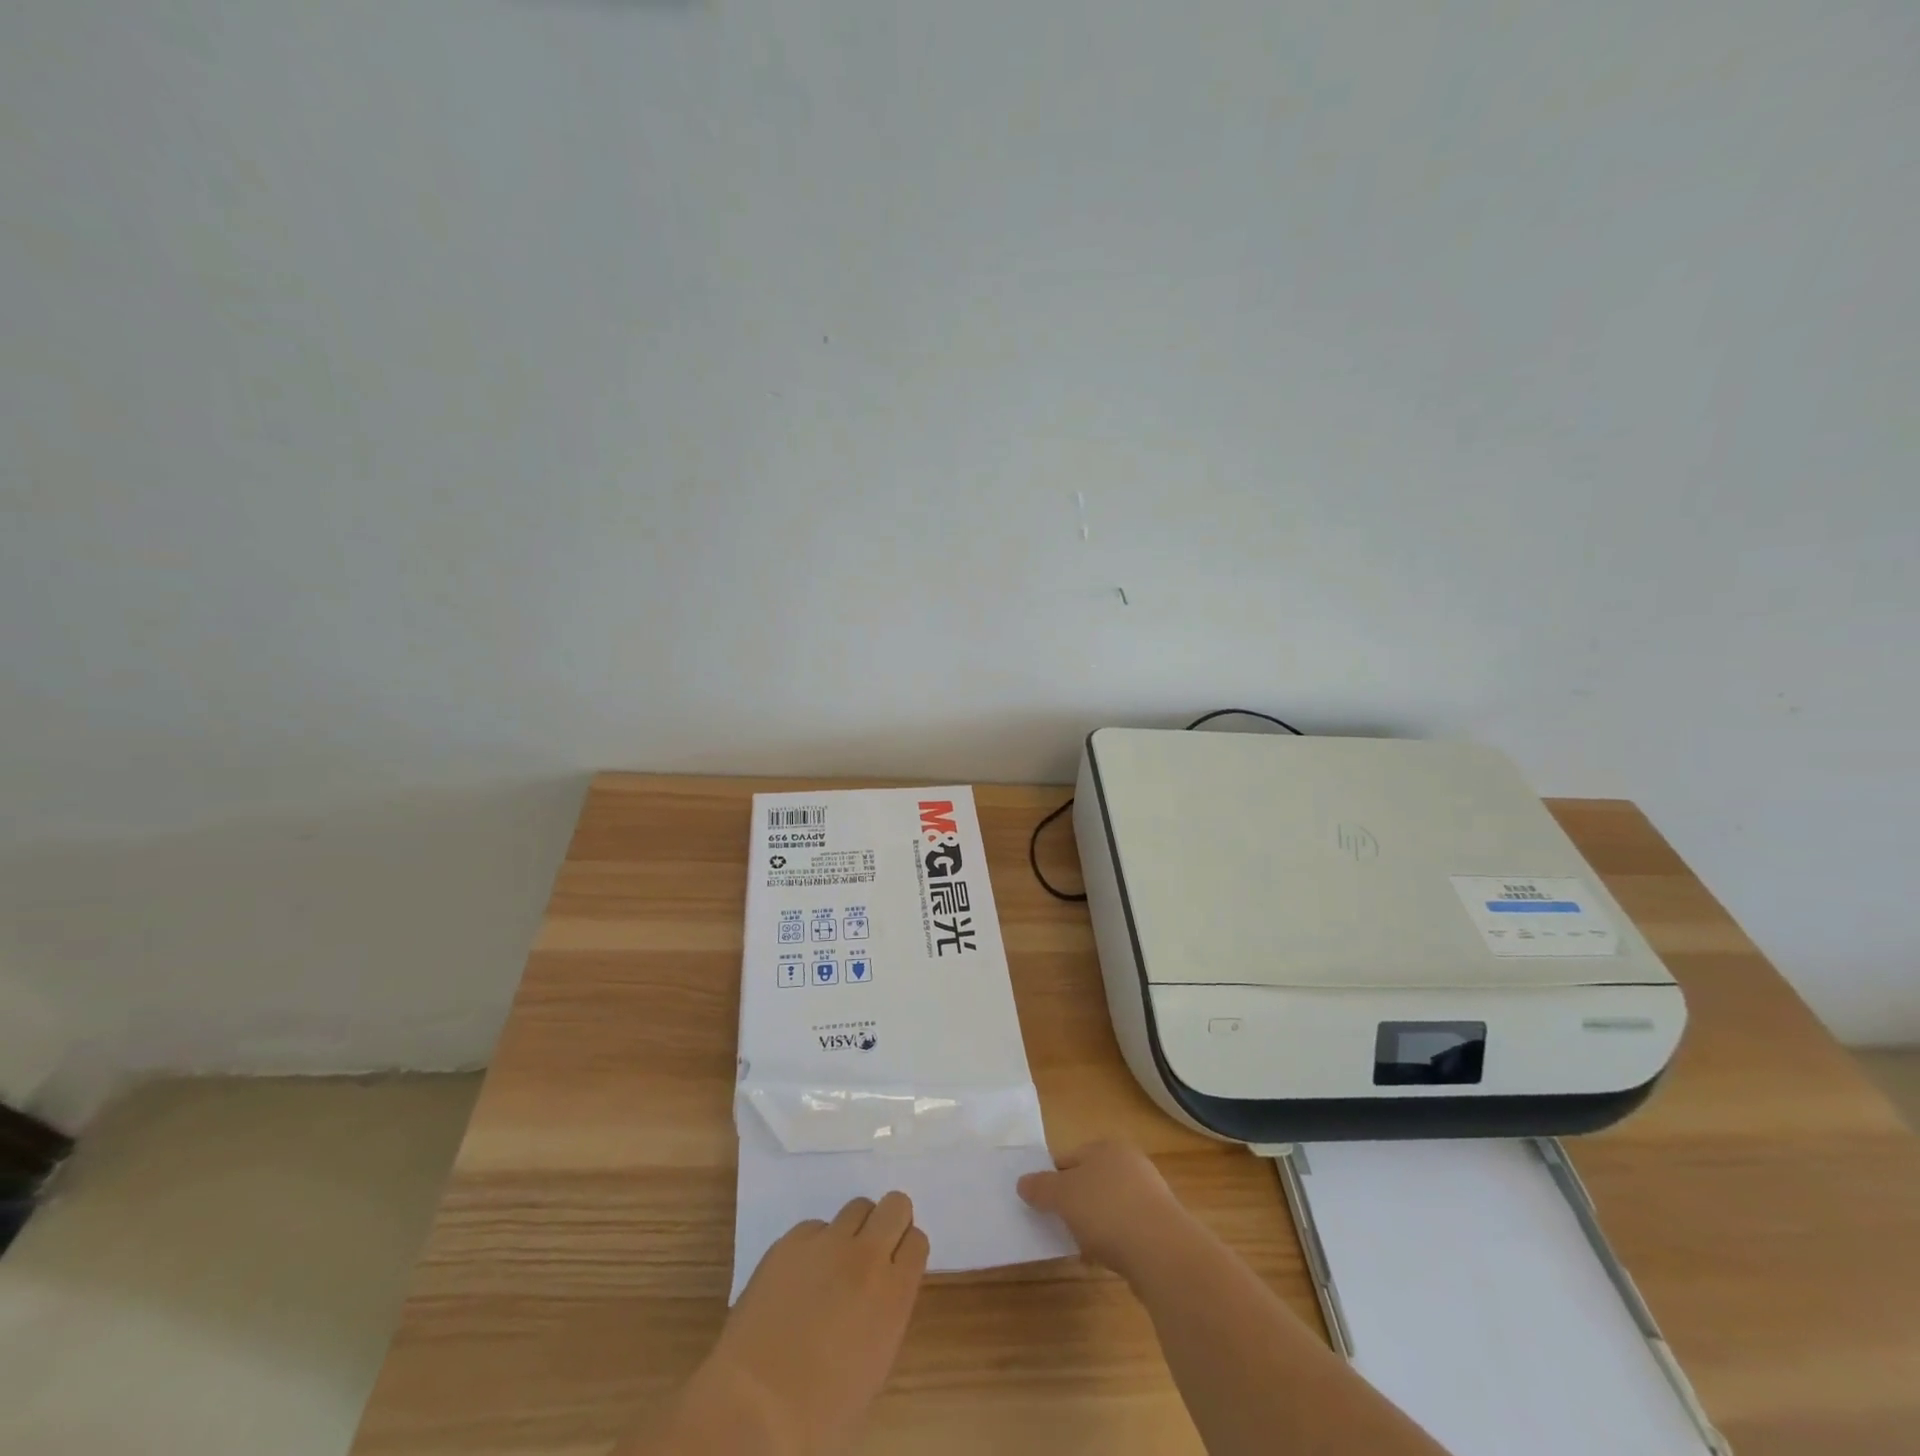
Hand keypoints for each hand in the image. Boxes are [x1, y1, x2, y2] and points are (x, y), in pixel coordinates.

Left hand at [671, 1193, 928, 1455]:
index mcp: (893, 1294)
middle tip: (874, 1252)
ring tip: (835, 1263)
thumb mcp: (875, 1366)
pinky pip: (815, 1227)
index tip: (897, 1267)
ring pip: (857, 1207)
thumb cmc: (821, 1411)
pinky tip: (800, 1278)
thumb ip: (887, 1314)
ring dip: (854, 1230)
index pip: (917, 1241)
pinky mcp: (790, 1241)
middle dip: (890, 1223)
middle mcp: (866, 1256)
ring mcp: (826, 1243)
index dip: (907, 1252)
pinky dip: (815, 1245)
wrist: (754, 1407)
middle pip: (895, 1205)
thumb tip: (882, 1292)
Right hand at [1017, 1140, 1194, 1280]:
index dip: (1053, 1180)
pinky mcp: (1160, 1227)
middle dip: (1075, 1204)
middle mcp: (1131, 1163)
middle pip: (1091, 1182)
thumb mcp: (1063, 1196)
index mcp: (1107, 1147)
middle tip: (1060, 1226)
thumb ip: (1041, 1188)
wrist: (1161, 1251)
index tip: (1042, 1205)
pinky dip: (1115, 1242)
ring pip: (1109, 1207)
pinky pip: (1127, 1230)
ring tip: (1081, 1248)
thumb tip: (1022, 1183)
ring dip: (1095, 1225)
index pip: (1070, 1158)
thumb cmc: (1106, 1210)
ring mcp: (1149, 1195)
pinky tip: (1106, 1260)